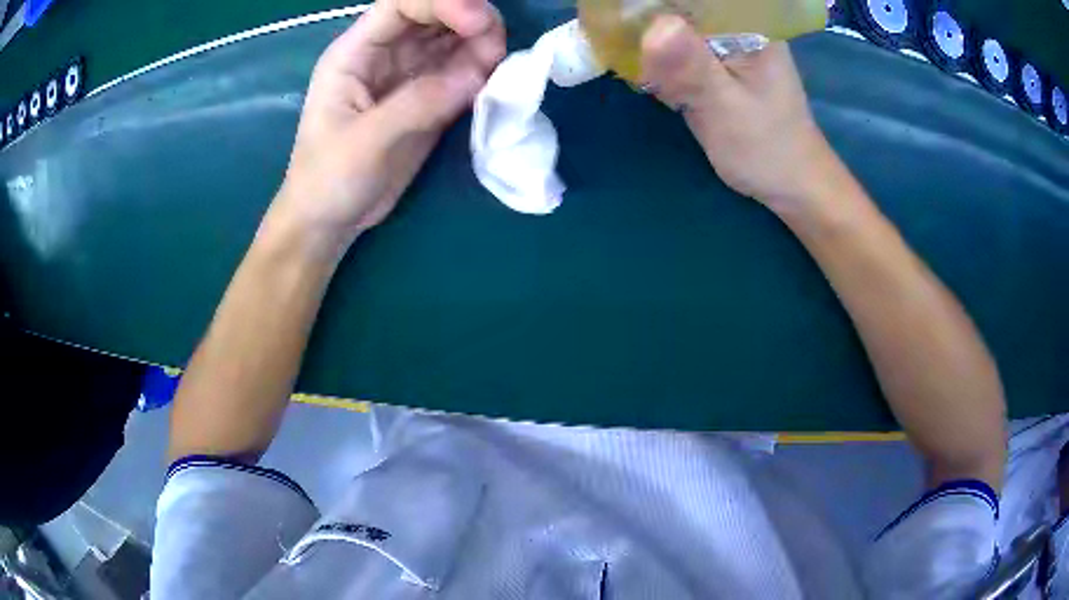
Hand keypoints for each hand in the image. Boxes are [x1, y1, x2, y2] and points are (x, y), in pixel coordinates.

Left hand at [273, 0, 505, 249]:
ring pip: (452, 41)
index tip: (477, 22)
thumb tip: (478, 74)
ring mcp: (408, 76)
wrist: (330, 220)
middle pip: (434, 16)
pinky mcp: (427, 100)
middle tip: (497, 46)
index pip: (402, 5)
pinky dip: (482, 73)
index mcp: (356, 52)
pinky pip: (460, 73)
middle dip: (471, 21)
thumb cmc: (328, 179)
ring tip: (499, 68)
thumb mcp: (365, 142)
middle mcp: (385, 54)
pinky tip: (492, 82)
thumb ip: (417, 104)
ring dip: (481, 45)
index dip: (443, 3)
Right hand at [640, 15, 836, 212]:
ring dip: (649, 42)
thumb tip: (654, 26)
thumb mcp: (727, 108)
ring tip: (640, 67)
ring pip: (673, 27)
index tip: (623, 15)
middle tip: (631, 50)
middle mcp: (737, 25)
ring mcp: (725, 45)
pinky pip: (677, 50)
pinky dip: (659, 61)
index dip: (654, 5)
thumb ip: (693, 68)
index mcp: (749, 25)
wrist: (790, 184)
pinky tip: (655, 80)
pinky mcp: (716, 65)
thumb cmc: (767, 148)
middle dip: (647, 23)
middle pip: (679, 8)